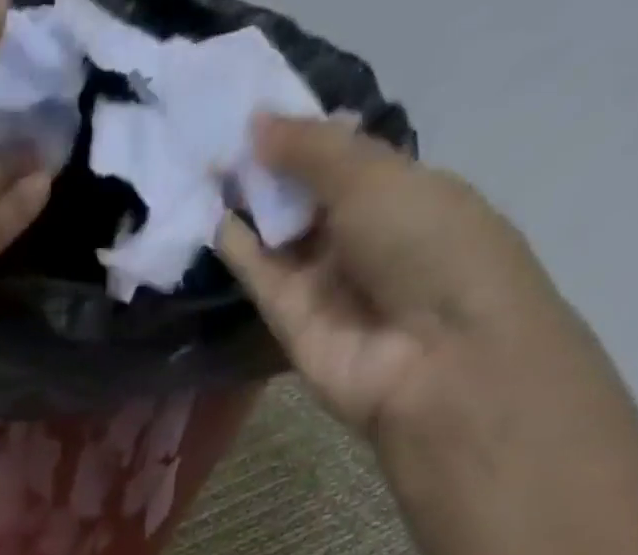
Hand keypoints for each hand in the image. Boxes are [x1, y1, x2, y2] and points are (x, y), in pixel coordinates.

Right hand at [215, 117, 637, 483]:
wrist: (431, 357)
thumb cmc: (427, 247)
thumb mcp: (375, 177)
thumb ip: (312, 152)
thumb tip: (255, 125)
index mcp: (402, 192)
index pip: (343, 159)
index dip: (303, 137)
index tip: (256, 114)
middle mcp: (361, 240)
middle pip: (305, 201)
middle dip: (269, 172)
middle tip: (218, 140)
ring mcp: (324, 286)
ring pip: (278, 241)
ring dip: (249, 210)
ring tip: (206, 172)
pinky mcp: (290, 325)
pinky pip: (262, 280)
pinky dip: (240, 252)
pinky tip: (216, 221)